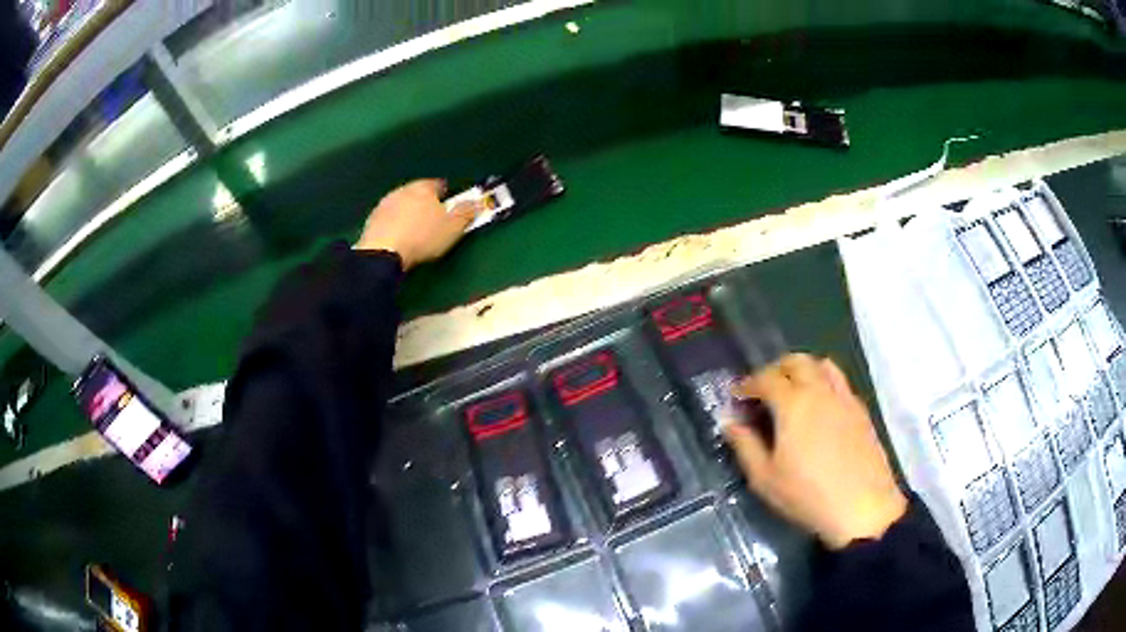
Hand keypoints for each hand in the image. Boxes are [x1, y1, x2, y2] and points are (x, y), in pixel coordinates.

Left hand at [355, 179, 477, 269]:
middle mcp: (402, 190)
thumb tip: (478, 202)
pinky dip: (395, 225)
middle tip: (434, 218)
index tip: (452, 204)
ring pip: (401, 205)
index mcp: (423, 188)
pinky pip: (389, 219)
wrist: (383, 253)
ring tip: (416, 229)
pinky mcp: (371, 221)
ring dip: (408, 213)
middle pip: (417, 193)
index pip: (439, 184)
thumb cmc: (423, 237)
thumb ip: (466, 212)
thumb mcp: (453, 227)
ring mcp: (384, 205)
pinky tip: (399, 237)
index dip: (447, 193)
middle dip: (425, 203)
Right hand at [724, 354, 906, 549]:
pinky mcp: (861, 410)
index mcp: (793, 404)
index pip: (766, 378)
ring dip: (803, 370)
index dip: (747, 383)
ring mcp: (844, 397)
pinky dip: (824, 383)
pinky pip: (840, 382)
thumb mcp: (765, 478)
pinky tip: (820, 408)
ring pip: (822, 365)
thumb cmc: (808, 496)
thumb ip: (745, 446)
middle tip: (764, 390)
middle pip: (796, 361)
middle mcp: (820, 391)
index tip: (737, 395)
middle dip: (775, 369)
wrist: (862, 507)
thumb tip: (731, 422)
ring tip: (794, 392)